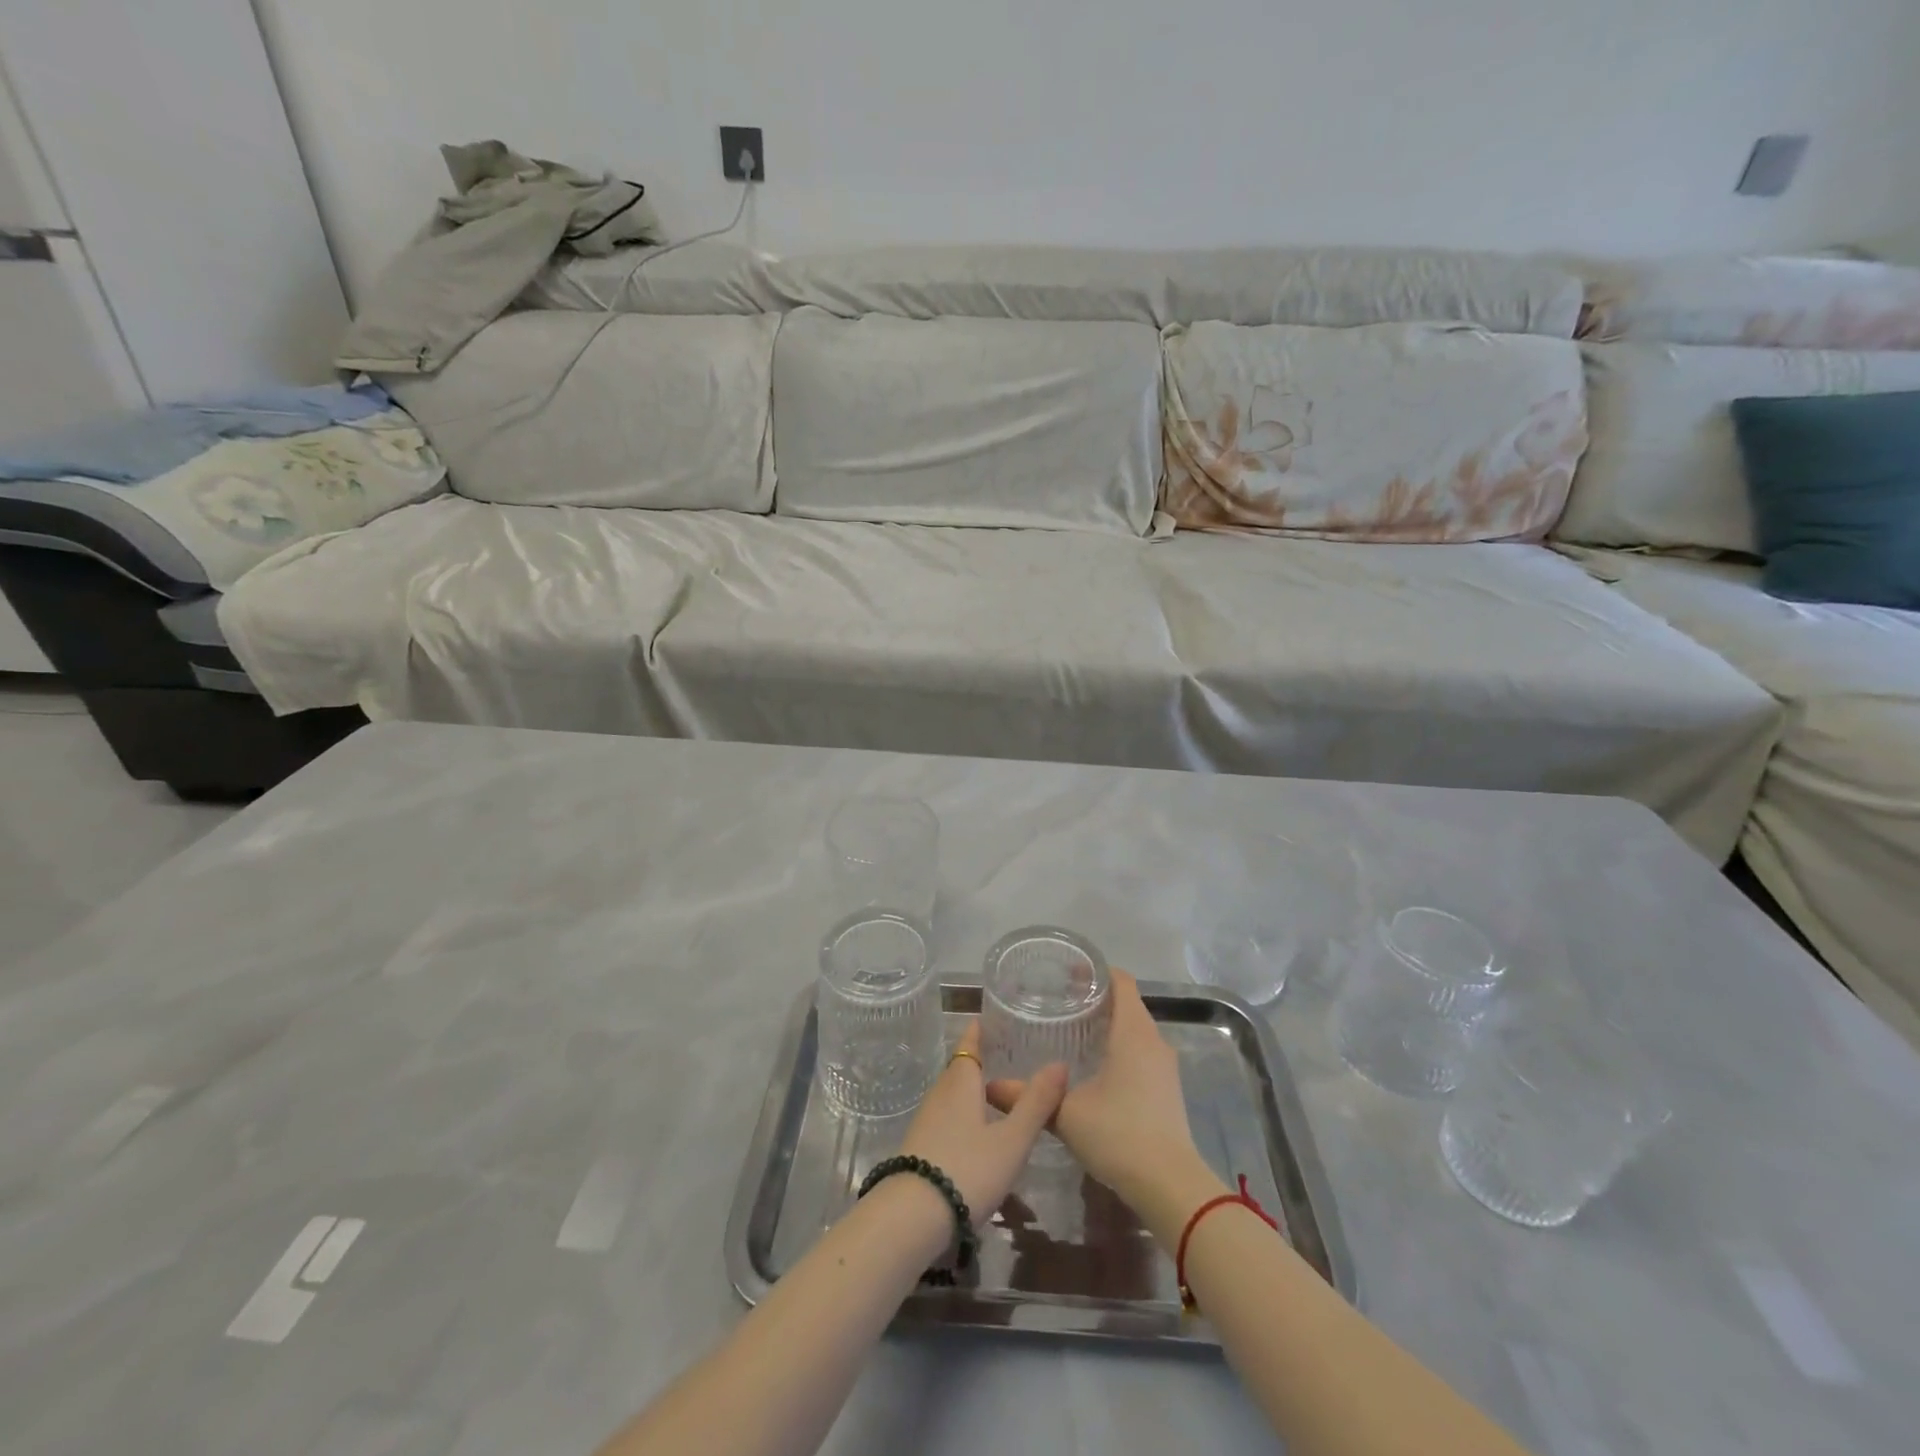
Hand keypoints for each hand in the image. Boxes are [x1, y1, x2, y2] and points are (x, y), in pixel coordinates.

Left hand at [895, 1021, 1067, 1225]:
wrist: (911, 1218)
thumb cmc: (968, 1170)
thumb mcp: (1011, 1140)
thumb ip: (1036, 1103)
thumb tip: (1060, 1063)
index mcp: (960, 1083)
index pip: (968, 1045)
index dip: (978, 1032)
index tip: (989, 1019)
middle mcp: (940, 1094)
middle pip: (959, 1069)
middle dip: (978, 1061)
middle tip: (1003, 1055)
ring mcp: (926, 1122)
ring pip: (951, 1095)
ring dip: (970, 1090)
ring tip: (995, 1093)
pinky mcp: (920, 1148)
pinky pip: (945, 1118)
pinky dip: (962, 1115)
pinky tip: (976, 1133)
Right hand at [987, 970, 1202, 1211]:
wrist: (1170, 1186)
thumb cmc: (1119, 1134)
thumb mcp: (1066, 1114)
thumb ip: (1028, 1096)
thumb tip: (989, 1087)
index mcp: (1133, 1032)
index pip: (1121, 982)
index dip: (1096, 971)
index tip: (1067, 973)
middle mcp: (1154, 1041)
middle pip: (1128, 1003)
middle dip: (1097, 998)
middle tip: (1060, 1001)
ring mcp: (1165, 1066)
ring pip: (1136, 1030)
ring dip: (1109, 1024)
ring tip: (1073, 1031)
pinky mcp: (1167, 1088)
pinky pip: (1142, 1051)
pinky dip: (1120, 1047)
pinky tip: (1095, 1067)